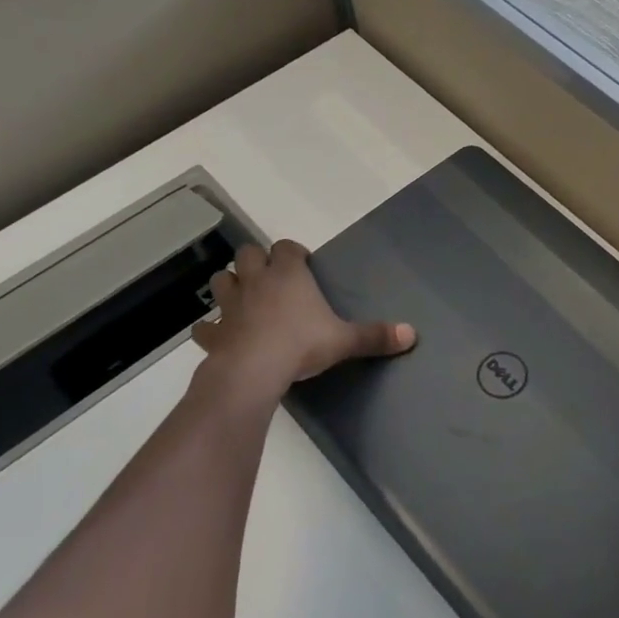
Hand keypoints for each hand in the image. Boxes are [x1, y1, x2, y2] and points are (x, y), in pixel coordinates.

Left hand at [191, 239, 414, 396]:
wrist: (254, 370)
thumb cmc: (302, 345)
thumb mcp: (345, 340)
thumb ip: (375, 336)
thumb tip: (412, 334)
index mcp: (289, 275)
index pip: (286, 247)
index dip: (292, 252)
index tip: (301, 262)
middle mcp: (257, 281)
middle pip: (248, 254)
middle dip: (256, 261)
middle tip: (271, 277)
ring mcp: (231, 305)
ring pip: (222, 280)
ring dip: (230, 284)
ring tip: (243, 297)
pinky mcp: (215, 332)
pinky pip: (206, 325)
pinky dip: (211, 327)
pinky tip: (219, 334)